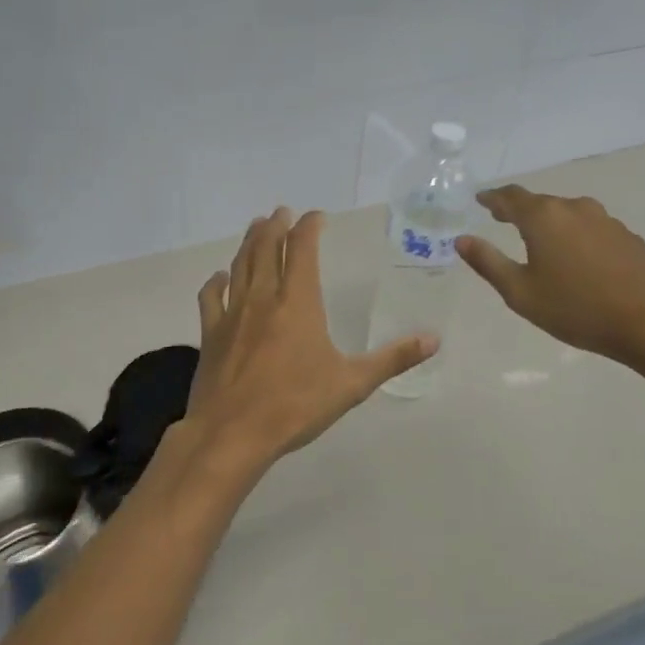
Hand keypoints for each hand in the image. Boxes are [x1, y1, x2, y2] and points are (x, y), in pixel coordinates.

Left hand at [168, 208, 436, 487]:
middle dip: (275, 226)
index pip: (302, 249)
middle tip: (281, 212)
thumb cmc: (295, 406)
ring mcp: (232, 314)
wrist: (232, 433)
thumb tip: (434, 339)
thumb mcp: (352, 384)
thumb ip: (393, 359)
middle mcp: (263, 298)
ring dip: (249, 243)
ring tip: (256, 227)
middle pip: (267, 249)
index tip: (316, 216)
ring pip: (240, 266)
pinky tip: (219, 277)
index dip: (309, 227)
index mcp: (297, 302)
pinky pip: (211, 297)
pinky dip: (216, 282)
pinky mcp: (211, 334)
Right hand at [455, 185, 644, 369]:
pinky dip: (574, 234)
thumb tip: (461, 239)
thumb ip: (488, 262)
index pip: (510, 197)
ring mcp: (605, 220)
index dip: (492, 198)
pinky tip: (576, 257)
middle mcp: (574, 208)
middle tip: (502, 219)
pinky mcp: (627, 236)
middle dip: (519, 209)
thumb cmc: (576, 310)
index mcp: (543, 217)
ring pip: (567, 213)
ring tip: (538, 239)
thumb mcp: (520, 292)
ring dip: (549, 222)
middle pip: (539, 202)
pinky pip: (590, 227)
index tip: (480, 200)